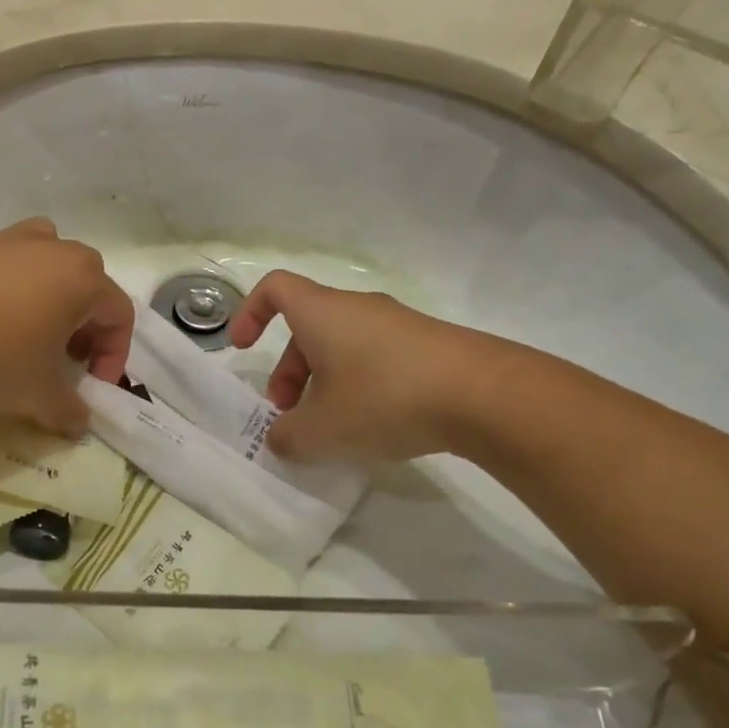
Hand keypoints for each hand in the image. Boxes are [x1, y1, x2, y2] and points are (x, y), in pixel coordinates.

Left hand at [0, 219, 132, 435]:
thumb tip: (77, 423)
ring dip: (43, 296)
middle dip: (81, 325)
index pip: (118, 315)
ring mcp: (2, 238)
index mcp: (81, 277)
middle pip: (84, 282)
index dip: (113, 356)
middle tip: (62, 359)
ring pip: (40, 262)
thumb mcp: (38, 396)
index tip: (91, 387)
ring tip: (22, 332)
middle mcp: (49, 247)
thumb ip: (68, 411)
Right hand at [226, 271, 517, 462]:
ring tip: (333, 428)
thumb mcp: (322, 430)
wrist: (485, 395)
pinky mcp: (428, 344)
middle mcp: (357, 308)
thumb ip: (288, 437)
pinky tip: (376, 424)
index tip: (243, 347)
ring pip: (342, 344)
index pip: (274, 288)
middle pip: (307, 327)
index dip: (250, 312)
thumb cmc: (384, 399)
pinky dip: (360, 384)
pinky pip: (376, 356)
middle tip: (290, 414)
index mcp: (322, 313)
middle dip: (288, 370)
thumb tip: (282, 439)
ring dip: (323, 381)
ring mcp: (397, 324)